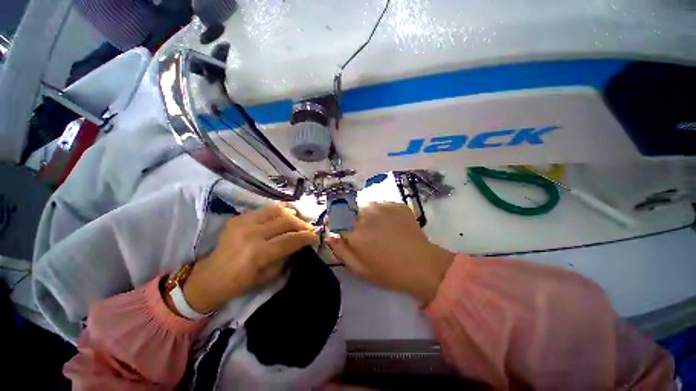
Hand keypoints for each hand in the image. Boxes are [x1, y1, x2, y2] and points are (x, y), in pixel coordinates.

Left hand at [181, 204, 317, 313]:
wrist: (211, 276)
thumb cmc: (241, 282)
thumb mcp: (269, 276)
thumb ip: (286, 256)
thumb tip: (299, 243)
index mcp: (258, 253)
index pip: (290, 239)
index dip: (307, 237)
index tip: (316, 237)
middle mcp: (251, 234)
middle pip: (286, 221)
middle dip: (302, 224)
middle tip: (309, 228)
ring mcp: (243, 223)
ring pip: (276, 210)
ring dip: (291, 215)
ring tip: (297, 220)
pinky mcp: (238, 218)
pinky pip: (264, 209)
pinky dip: (277, 211)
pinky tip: (282, 216)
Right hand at [328, 203, 453, 303]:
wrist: (422, 265)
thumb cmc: (388, 272)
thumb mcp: (360, 270)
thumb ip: (341, 251)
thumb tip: (331, 235)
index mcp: (356, 232)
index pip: (336, 219)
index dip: (335, 223)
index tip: (340, 229)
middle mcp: (367, 215)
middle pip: (349, 210)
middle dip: (350, 219)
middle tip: (361, 232)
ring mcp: (383, 207)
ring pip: (365, 205)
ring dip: (364, 214)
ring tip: (375, 227)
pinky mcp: (397, 205)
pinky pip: (381, 204)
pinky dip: (380, 212)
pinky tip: (388, 224)